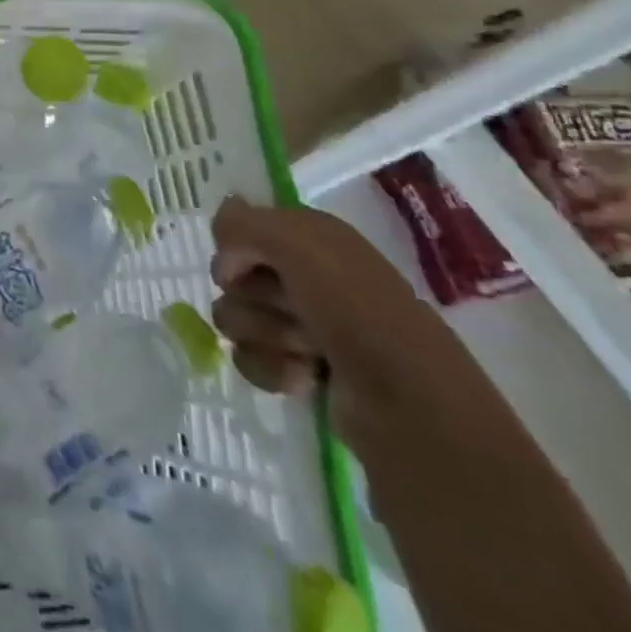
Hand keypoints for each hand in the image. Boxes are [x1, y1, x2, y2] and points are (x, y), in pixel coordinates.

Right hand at [211, 196, 465, 448]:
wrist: (411, 407)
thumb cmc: (358, 312)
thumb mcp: (298, 245)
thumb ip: (243, 224)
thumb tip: (220, 228)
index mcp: (311, 237)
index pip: (242, 228)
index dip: (236, 248)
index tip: (243, 265)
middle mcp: (305, 275)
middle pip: (234, 276)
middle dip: (253, 297)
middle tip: (293, 311)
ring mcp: (302, 324)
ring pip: (236, 318)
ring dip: (265, 335)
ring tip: (308, 352)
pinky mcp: (299, 369)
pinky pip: (249, 358)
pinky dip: (272, 369)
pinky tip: (306, 379)